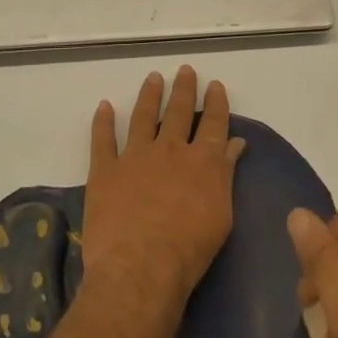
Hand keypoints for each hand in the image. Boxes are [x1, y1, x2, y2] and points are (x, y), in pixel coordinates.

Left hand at [82, 67, 245, 310]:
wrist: (141, 267)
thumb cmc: (189, 250)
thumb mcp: (221, 215)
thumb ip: (226, 174)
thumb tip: (235, 143)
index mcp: (202, 161)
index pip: (213, 123)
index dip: (215, 102)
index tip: (215, 85)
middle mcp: (170, 150)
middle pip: (179, 112)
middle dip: (184, 89)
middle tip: (185, 70)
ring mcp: (135, 156)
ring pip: (143, 117)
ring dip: (149, 95)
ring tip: (153, 78)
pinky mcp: (105, 170)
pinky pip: (103, 139)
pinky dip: (103, 121)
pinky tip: (105, 106)